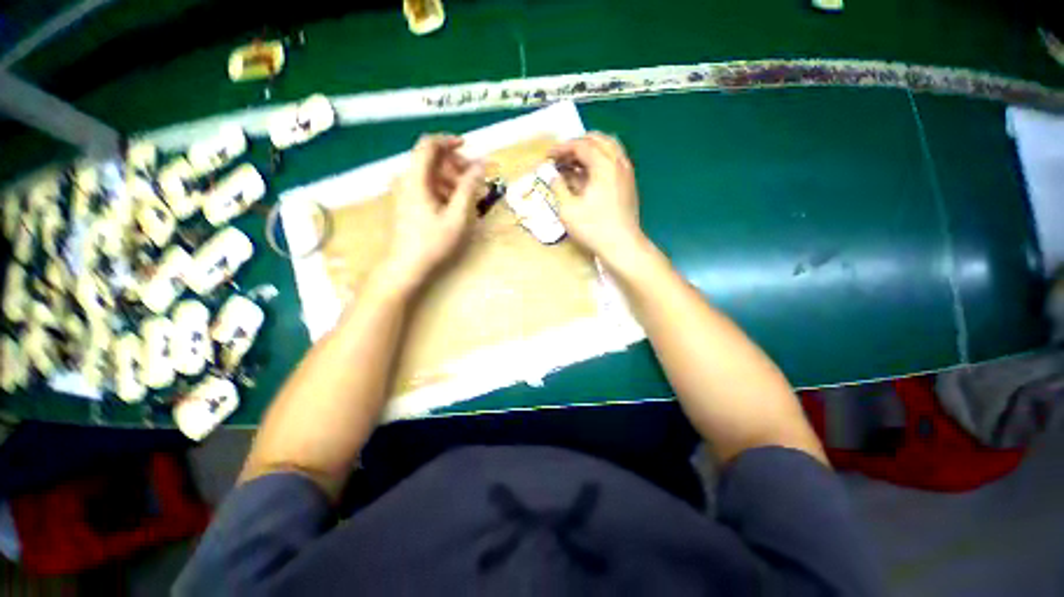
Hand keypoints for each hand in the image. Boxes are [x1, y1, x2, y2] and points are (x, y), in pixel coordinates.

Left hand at [382, 135, 483, 291]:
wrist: (407, 266)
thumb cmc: (434, 242)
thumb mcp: (457, 216)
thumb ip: (468, 188)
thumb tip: (480, 164)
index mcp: (417, 179)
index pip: (429, 145)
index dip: (449, 141)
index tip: (468, 147)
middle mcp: (407, 180)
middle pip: (430, 159)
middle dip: (454, 163)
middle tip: (473, 177)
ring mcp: (406, 192)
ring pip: (429, 173)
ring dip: (450, 177)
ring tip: (467, 194)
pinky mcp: (408, 203)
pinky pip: (426, 186)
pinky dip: (442, 189)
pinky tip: (454, 204)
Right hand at [550, 133, 648, 267]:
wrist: (622, 245)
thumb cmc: (593, 228)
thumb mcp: (568, 209)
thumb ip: (558, 187)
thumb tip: (552, 175)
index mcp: (603, 165)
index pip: (581, 145)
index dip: (562, 148)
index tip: (548, 157)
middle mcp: (618, 162)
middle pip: (597, 140)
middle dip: (576, 145)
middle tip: (561, 158)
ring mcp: (627, 172)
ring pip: (609, 147)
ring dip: (590, 150)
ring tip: (574, 163)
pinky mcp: (629, 183)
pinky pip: (614, 160)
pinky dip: (600, 159)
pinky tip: (589, 175)